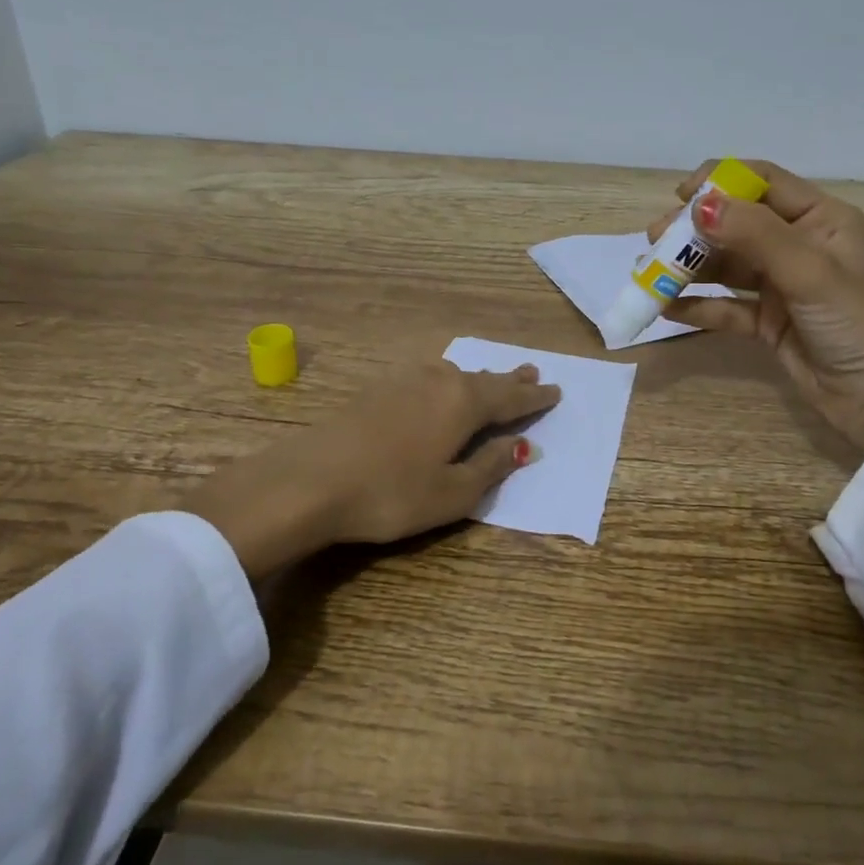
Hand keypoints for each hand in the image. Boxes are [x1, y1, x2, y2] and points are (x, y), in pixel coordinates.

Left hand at [184, 361, 560, 577]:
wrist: (308, 481)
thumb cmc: (390, 494)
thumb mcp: (452, 493)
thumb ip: (491, 467)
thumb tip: (524, 447)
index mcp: (464, 403)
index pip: (510, 398)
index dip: (534, 398)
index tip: (556, 391)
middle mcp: (438, 381)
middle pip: (483, 379)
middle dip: (509, 379)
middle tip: (531, 371)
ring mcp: (403, 380)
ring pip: (453, 374)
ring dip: (477, 378)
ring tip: (491, 378)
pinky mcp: (375, 389)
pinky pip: (427, 378)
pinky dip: (446, 382)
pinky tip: (439, 385)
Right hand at [650, 159, 863, 452]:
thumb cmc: (852, 322)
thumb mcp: (807, 271)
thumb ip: (753, 234)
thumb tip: (698, 204)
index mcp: (820, 219)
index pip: (764, 183)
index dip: (720, 182)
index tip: (680, 197)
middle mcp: (798, 244)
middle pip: (736, 223)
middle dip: (694, 230)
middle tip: (654, 240)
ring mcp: (780, 283)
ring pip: (726, 265)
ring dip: (688, 267)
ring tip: (648, 272)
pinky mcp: (766, 318)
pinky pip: (725, 305)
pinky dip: (697, 305)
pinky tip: (666, 307)